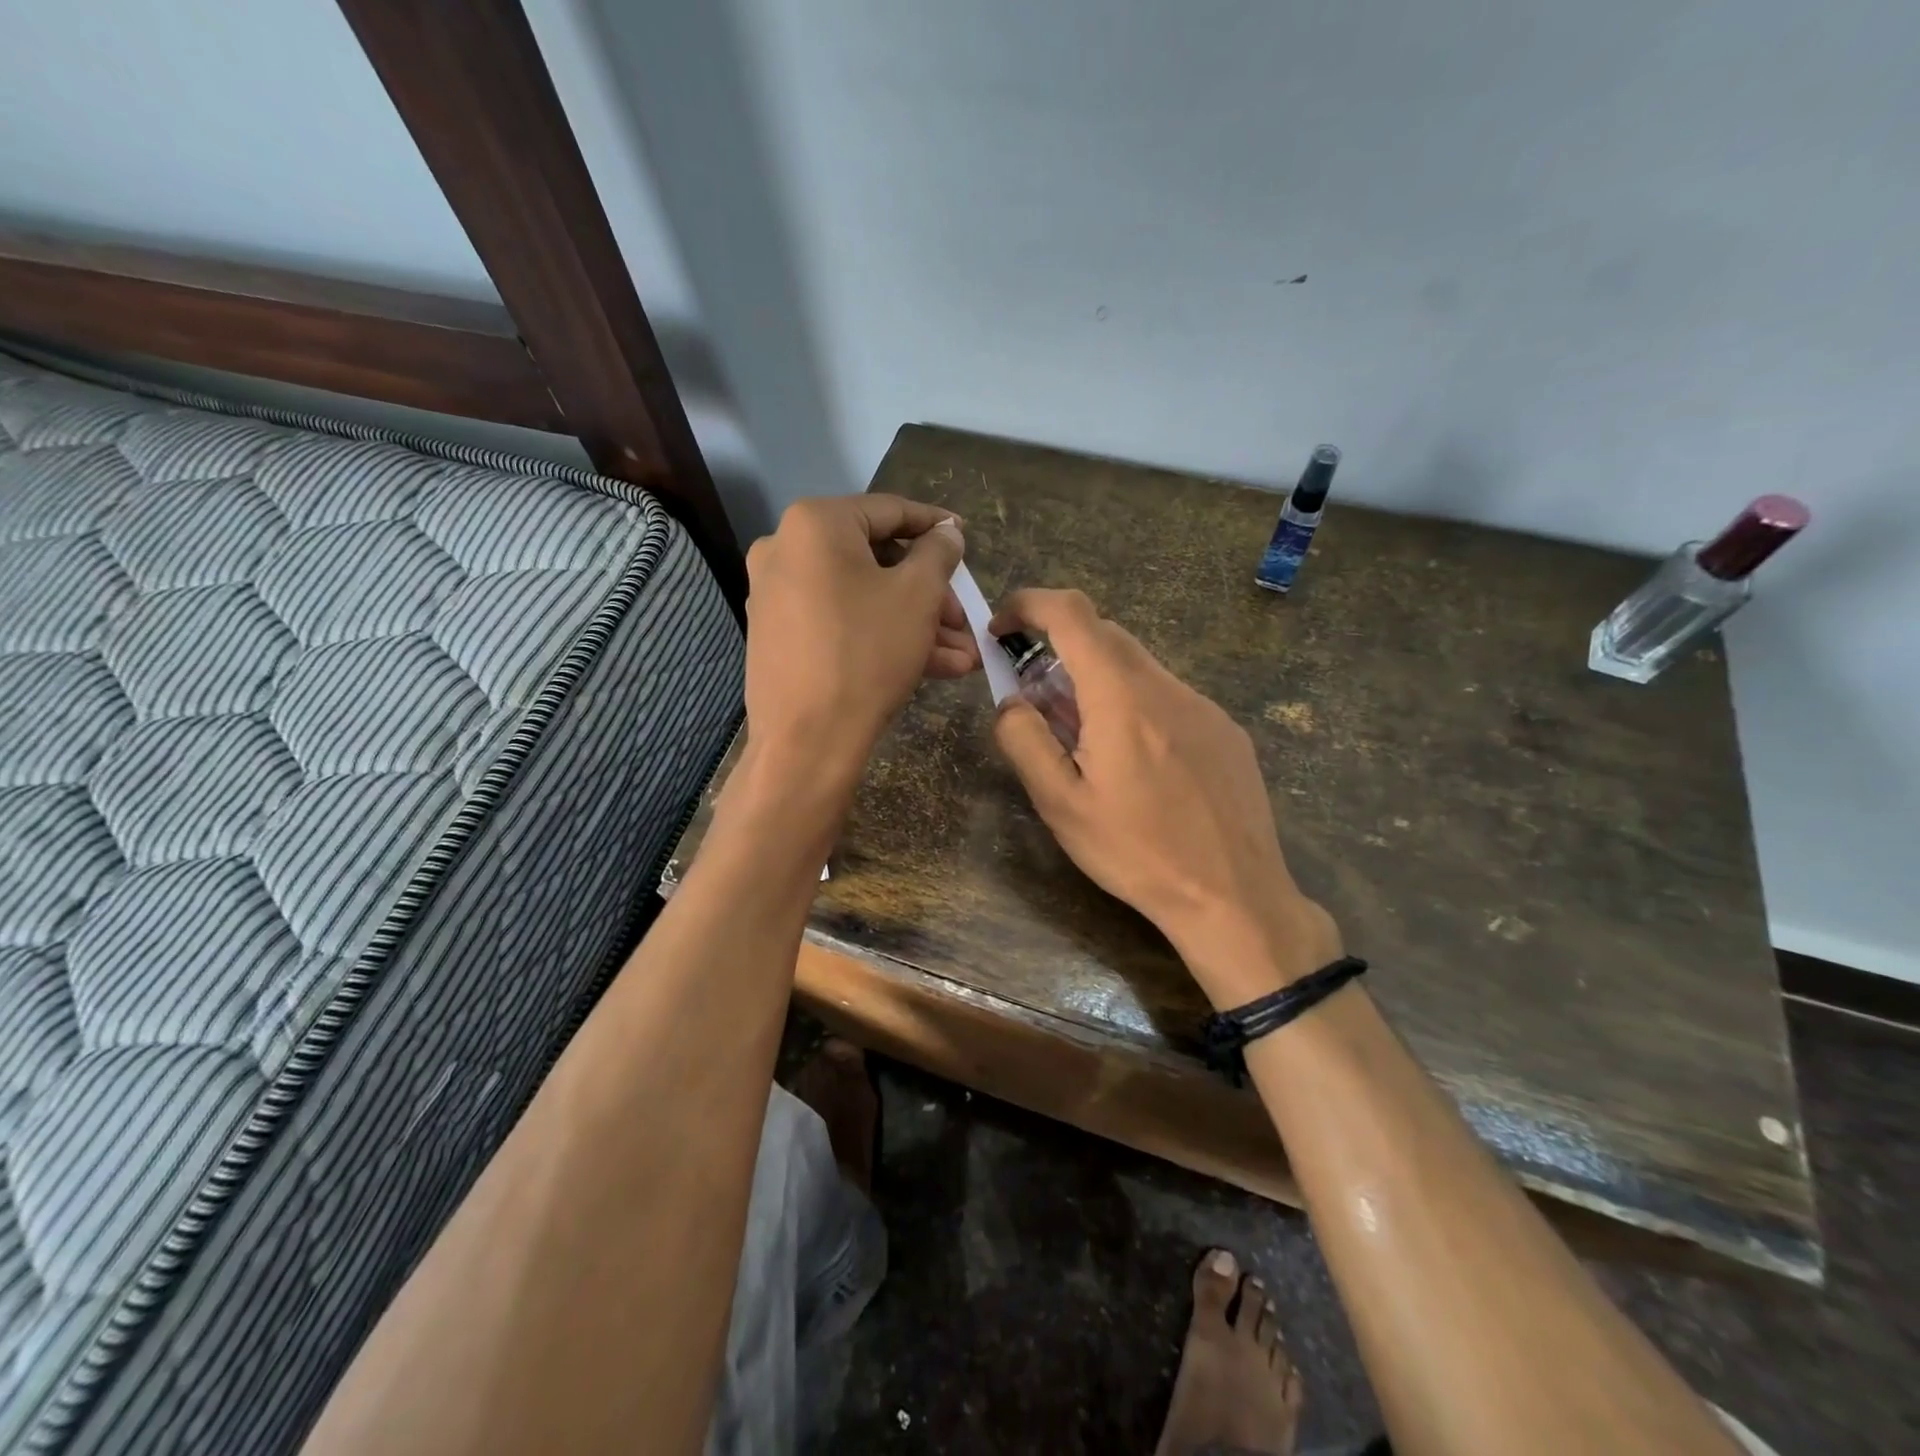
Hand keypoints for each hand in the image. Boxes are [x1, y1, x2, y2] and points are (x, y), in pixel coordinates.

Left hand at [743, 495, 975, 788]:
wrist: (807, 742)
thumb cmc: (867, 654)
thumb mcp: (918, 596)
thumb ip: (938, 553)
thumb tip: (946, 531)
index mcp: (815, 524)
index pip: (889, 512)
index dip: (935, 527)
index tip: (965, 540)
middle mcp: (786, 550)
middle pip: (876, 562)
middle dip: (931, 595)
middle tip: (964, 620)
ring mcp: (777, 596)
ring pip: (863, 599)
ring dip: (916, 624)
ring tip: (963, 656)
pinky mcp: (779, 637)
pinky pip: (841, 623)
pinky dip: (883, 637)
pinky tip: (934, 667)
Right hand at [990, 589, 1340, 1006]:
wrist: (1234, 897)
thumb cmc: (1137, 853)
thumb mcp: (1061, 805)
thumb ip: (1024, 740)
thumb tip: (1011, 701)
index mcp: (1122, 698)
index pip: (1073, 613)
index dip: (1030, 604)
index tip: (1003, 629)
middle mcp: (1167, 687)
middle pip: (1105, 635)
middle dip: (1060, 649)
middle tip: (1038, 702)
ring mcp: (1205, 706)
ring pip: (1139, 666)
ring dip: (1099, 681)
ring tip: (1088, 743)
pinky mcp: (1226, 730)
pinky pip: (1170, 696)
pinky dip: (1136, 704)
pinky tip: (1139, 764)